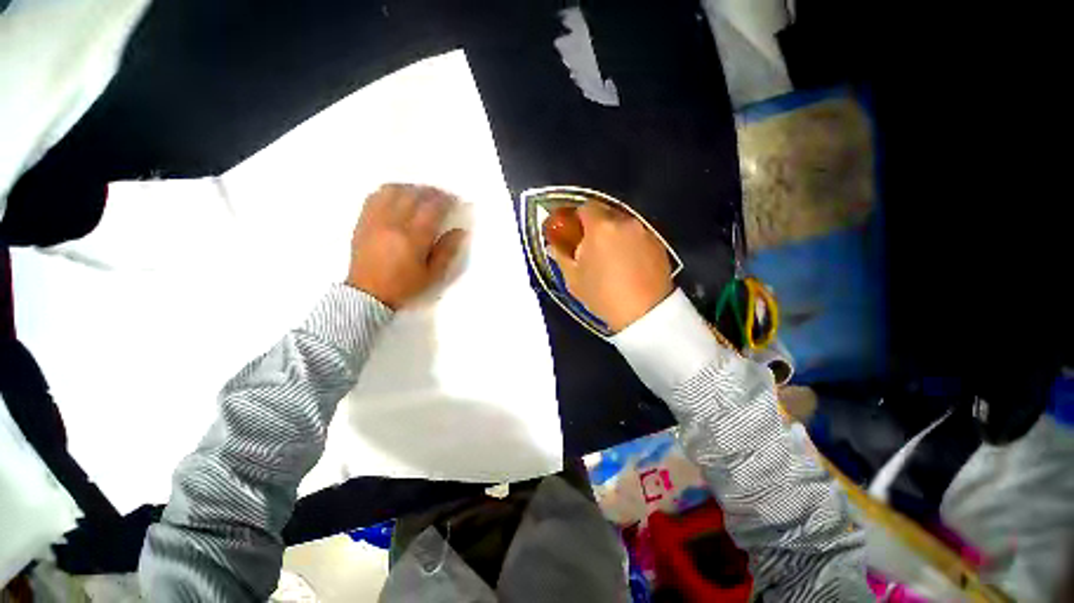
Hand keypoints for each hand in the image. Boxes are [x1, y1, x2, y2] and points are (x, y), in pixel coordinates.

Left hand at [346, 184, 466, 308]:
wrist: (367, 294)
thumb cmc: (405, 286)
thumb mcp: (433, 274)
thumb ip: (447, 251)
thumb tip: (460, 231)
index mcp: (413, 238)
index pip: (432, 208)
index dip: (446, 200)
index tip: (455, 200)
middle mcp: (393, 223)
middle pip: (413, 195)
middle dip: (430, 191)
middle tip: (441, 195)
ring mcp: (375, 219)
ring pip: (393, 190)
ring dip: (410, 188)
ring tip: (420, 194)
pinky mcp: (363, 220)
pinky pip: (375, 196)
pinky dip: (390, 191)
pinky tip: (398, 197)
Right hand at [547, 202, 671, 332]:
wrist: (644, 313)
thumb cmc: (602, 295)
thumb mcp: (574, 279)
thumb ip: (561, 256)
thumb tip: (553, 245)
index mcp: (600, 227)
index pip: (585, 206)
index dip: (577, 217)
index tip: (574, 231)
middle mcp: (624, 222)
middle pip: (605, 212)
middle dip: (595, 224)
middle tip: (590, 244)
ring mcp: (644, 231)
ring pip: (623, 223)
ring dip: (613, 233)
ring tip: (610, 255)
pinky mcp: (658, 243)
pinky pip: (637, 234)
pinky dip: (629, 241)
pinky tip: (627, 261)